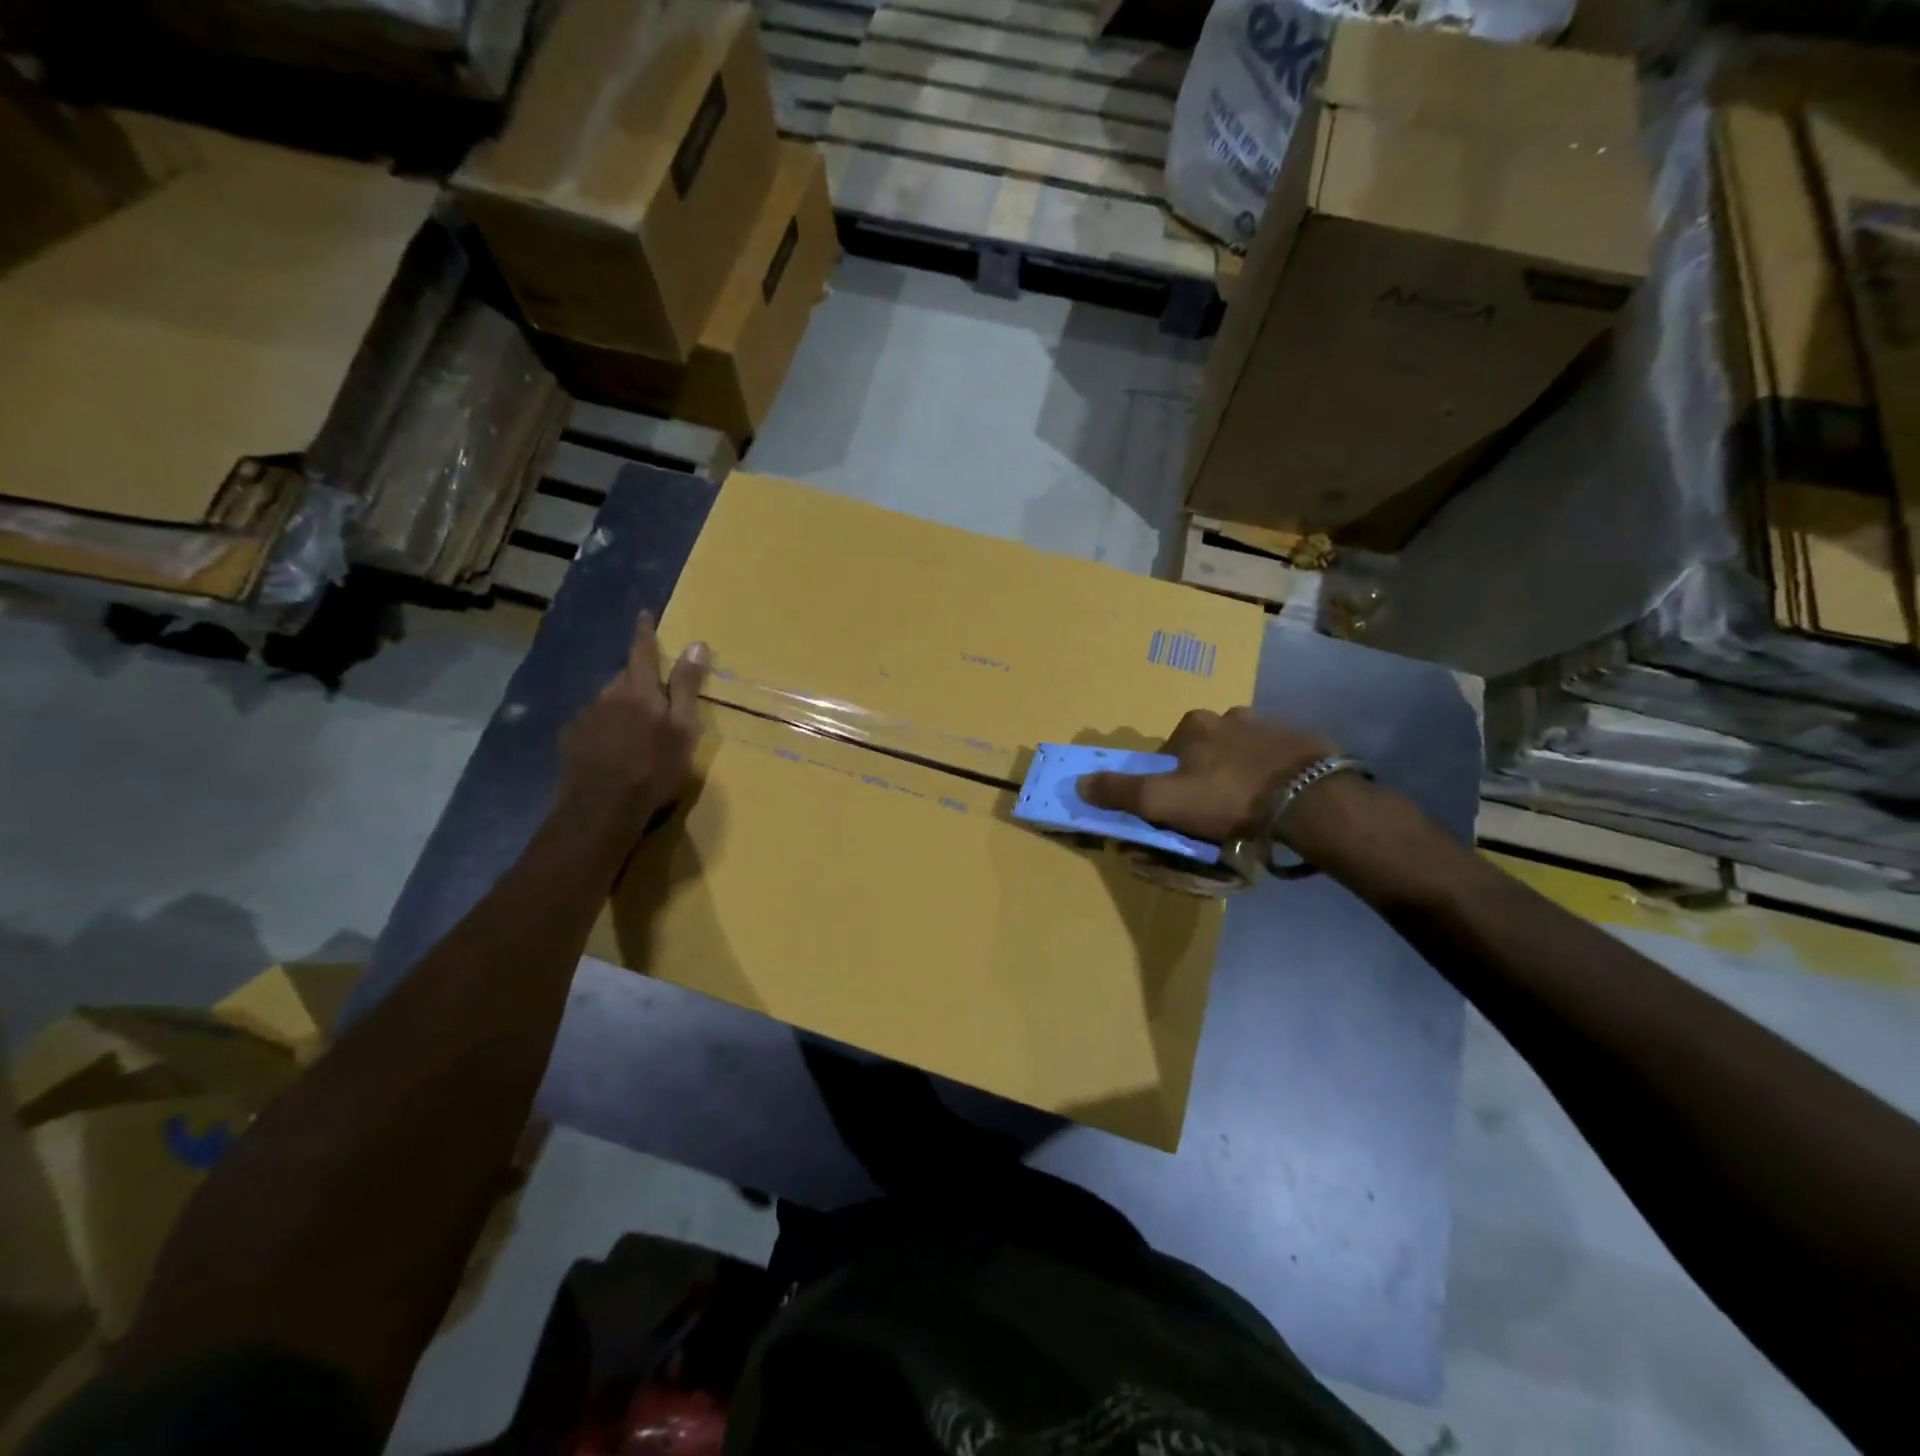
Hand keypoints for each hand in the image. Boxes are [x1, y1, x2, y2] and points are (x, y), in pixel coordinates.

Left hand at [557, 612, 707, 848]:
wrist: (602, 808)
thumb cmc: (654, 768)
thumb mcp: (684, 729)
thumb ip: (688, 687)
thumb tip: (697, 644)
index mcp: (639, 690)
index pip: (643, 651)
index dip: (645, 632)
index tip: (644, 614)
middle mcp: (608, 695)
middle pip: (625, 678)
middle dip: (638, 681)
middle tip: (655, 699)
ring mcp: (585, 716)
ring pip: (608, 702)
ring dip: (622, 708)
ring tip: (636, 733)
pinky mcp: (571, 739)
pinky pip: (593, 723)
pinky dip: (605, 728)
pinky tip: (614, 750)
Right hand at [1078, 708, 1336, 843]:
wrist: (1310, 800)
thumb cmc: (1228, 798)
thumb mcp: (1163, 801)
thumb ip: (1121, 792)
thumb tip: (1080, 784)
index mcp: (1194, 725)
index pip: (1168, 753)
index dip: (1167, 781)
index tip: (1179, 808)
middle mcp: (1230, 715)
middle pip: (1204, 750)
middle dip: (1203, 775)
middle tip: (1214, 811)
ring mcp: (1270, 725)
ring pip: (1240, 752)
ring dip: (1237, 773)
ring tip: (1247, 808)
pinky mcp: (1302, 742)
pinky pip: (1274, 759)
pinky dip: (1269, 775)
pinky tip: (1275, 800)